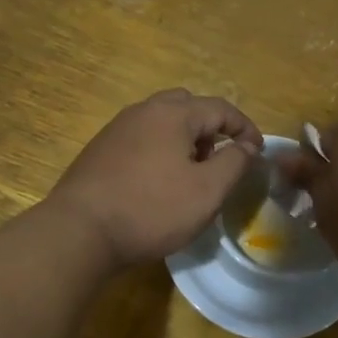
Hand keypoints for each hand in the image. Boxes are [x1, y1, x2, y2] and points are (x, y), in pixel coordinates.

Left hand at [48, 90, 262, 268]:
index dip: (245, 128)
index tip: (257, 153)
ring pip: (161, 122)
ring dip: (184, 140)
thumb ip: (234, 163)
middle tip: (219, 161)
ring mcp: (116, 129)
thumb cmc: (151, 209)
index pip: (220, 108)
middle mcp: (142, 111)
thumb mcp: (207, 191)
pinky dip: (159, 151)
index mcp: (172, 113)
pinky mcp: (99, 151)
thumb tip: (247, 145)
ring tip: (190, 176)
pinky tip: (157, 184)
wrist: (80, 230)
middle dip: (210, 129)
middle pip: (187, 107)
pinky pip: (140, 139)